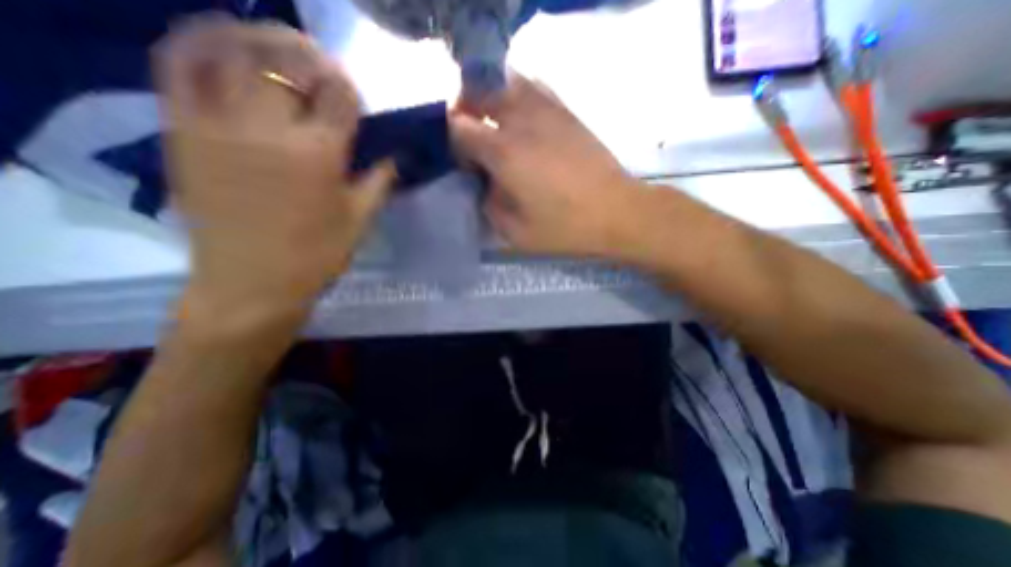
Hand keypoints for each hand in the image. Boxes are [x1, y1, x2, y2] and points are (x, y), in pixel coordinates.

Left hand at [158, 18, 393, 323]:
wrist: (251, 283)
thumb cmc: (317, 255)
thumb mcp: (361, 220)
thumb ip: (380, 181)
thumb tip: (394, 156)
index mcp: (319, 154)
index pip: (339, 96)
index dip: (350, 88)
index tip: (355, 98)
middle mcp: (269, 127)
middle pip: (289, 63)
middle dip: (313, 59)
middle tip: (325, 70)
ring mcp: (218, 122)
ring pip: (233, 49)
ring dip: (262, 40)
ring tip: (281, 50)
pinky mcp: (182, 128)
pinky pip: (179, 64)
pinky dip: (200, 41)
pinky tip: (224, 44)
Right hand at [455, 73, 642, 257]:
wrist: (616, 212)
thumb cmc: (565, 227)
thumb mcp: (516, 232)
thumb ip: (489, 206)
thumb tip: (483, 186)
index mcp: (504, 153)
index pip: (458, 127)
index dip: (451, 141)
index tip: (461, 161)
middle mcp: (521, 121)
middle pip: (477, 93)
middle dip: (465, 111)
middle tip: (472, 137)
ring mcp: (547, 110)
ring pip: (505, 82)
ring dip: (491, 99)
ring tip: (495, 126)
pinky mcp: (566, 111)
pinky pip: (534, 87)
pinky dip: (518, 95)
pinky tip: (523, 120)